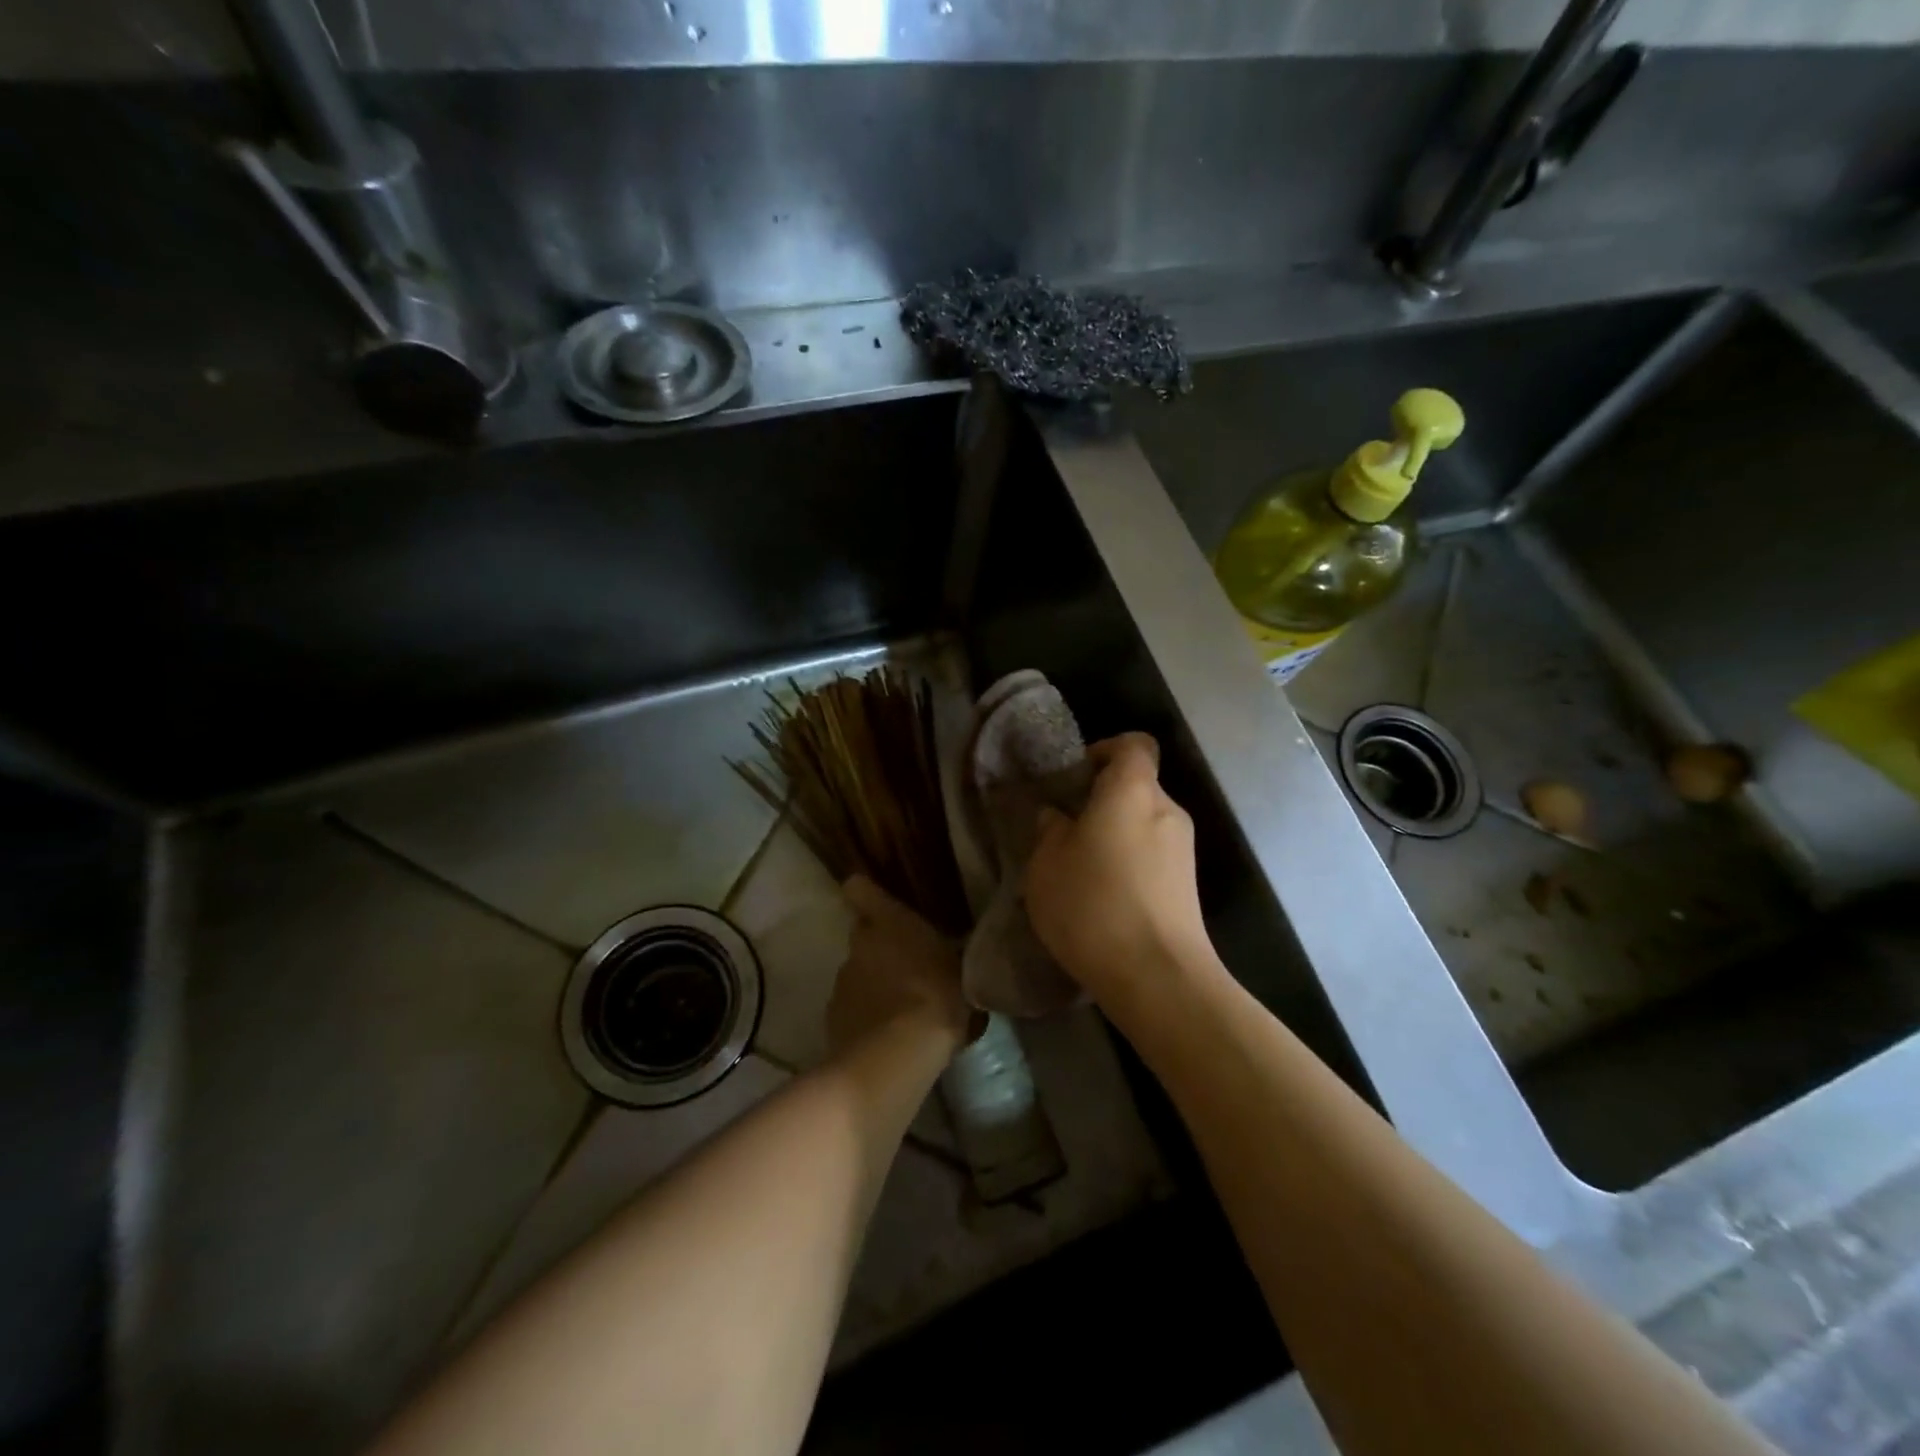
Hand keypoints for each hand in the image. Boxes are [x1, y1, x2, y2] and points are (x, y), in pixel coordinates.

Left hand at [828, 876, 973, 1057]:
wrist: (896, 1055)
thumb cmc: (937, 999)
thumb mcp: (960, 973)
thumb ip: (948, 958)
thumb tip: (951, 956)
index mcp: (890, 922)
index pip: (860, 889)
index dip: (866, 894)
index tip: (878, 904)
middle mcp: (860, 944)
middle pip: (863, 936)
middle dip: (880, 948)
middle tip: (908, 967)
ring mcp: (842, 982)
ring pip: (857, 974)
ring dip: (874, 984)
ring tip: (901, 1010)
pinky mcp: (832, 1017)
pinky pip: (852, 1008)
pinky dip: (865, 1016)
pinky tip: (887, 1036)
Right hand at [1025, 733, 1212, 1006]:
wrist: (1158, 976)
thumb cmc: (1093, 905)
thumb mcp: (1047, 865)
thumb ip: (1050, 831)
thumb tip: (1057, 817)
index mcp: (1133, 790)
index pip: (1133, 744)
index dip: (1105, 750)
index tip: (1076, 779)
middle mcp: (1167, 810)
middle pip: (1137, 787)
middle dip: (1103, 802)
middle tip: (1067, 831)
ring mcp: (1184, 850)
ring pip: (1144, 825)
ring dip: (1115, 837)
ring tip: (1081, 871)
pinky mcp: (1189, 886)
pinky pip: (1154, 857)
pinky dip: (1130, 865)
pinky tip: (1105, 899)